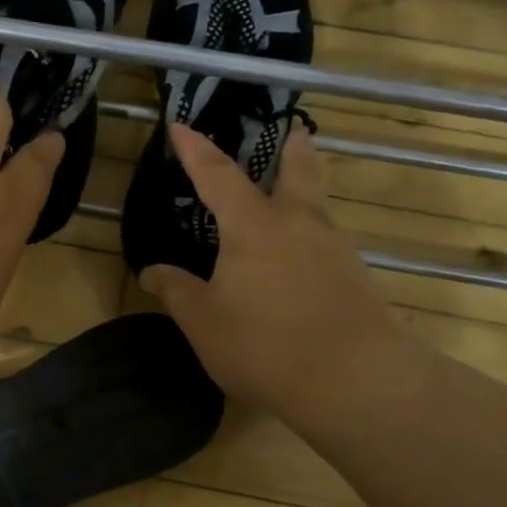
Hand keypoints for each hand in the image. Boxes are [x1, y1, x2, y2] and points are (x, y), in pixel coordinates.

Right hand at [140, 124, 410, 420]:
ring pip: (318, 206)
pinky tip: (303, 258)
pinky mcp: (356, 278)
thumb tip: (150, 271)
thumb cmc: (265, 345)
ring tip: (296, 192)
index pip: (217, 176)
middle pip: (298, 173)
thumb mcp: (204, 322)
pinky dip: (313, 234)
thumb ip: (177, 291)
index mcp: (253, 227)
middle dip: (292, 150)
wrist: (356, 380)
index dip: (195, 150)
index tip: (180, 126)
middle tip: (295, 131)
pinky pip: (328, 241)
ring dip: (307, 189)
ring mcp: (334, 250)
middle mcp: (298, 225)